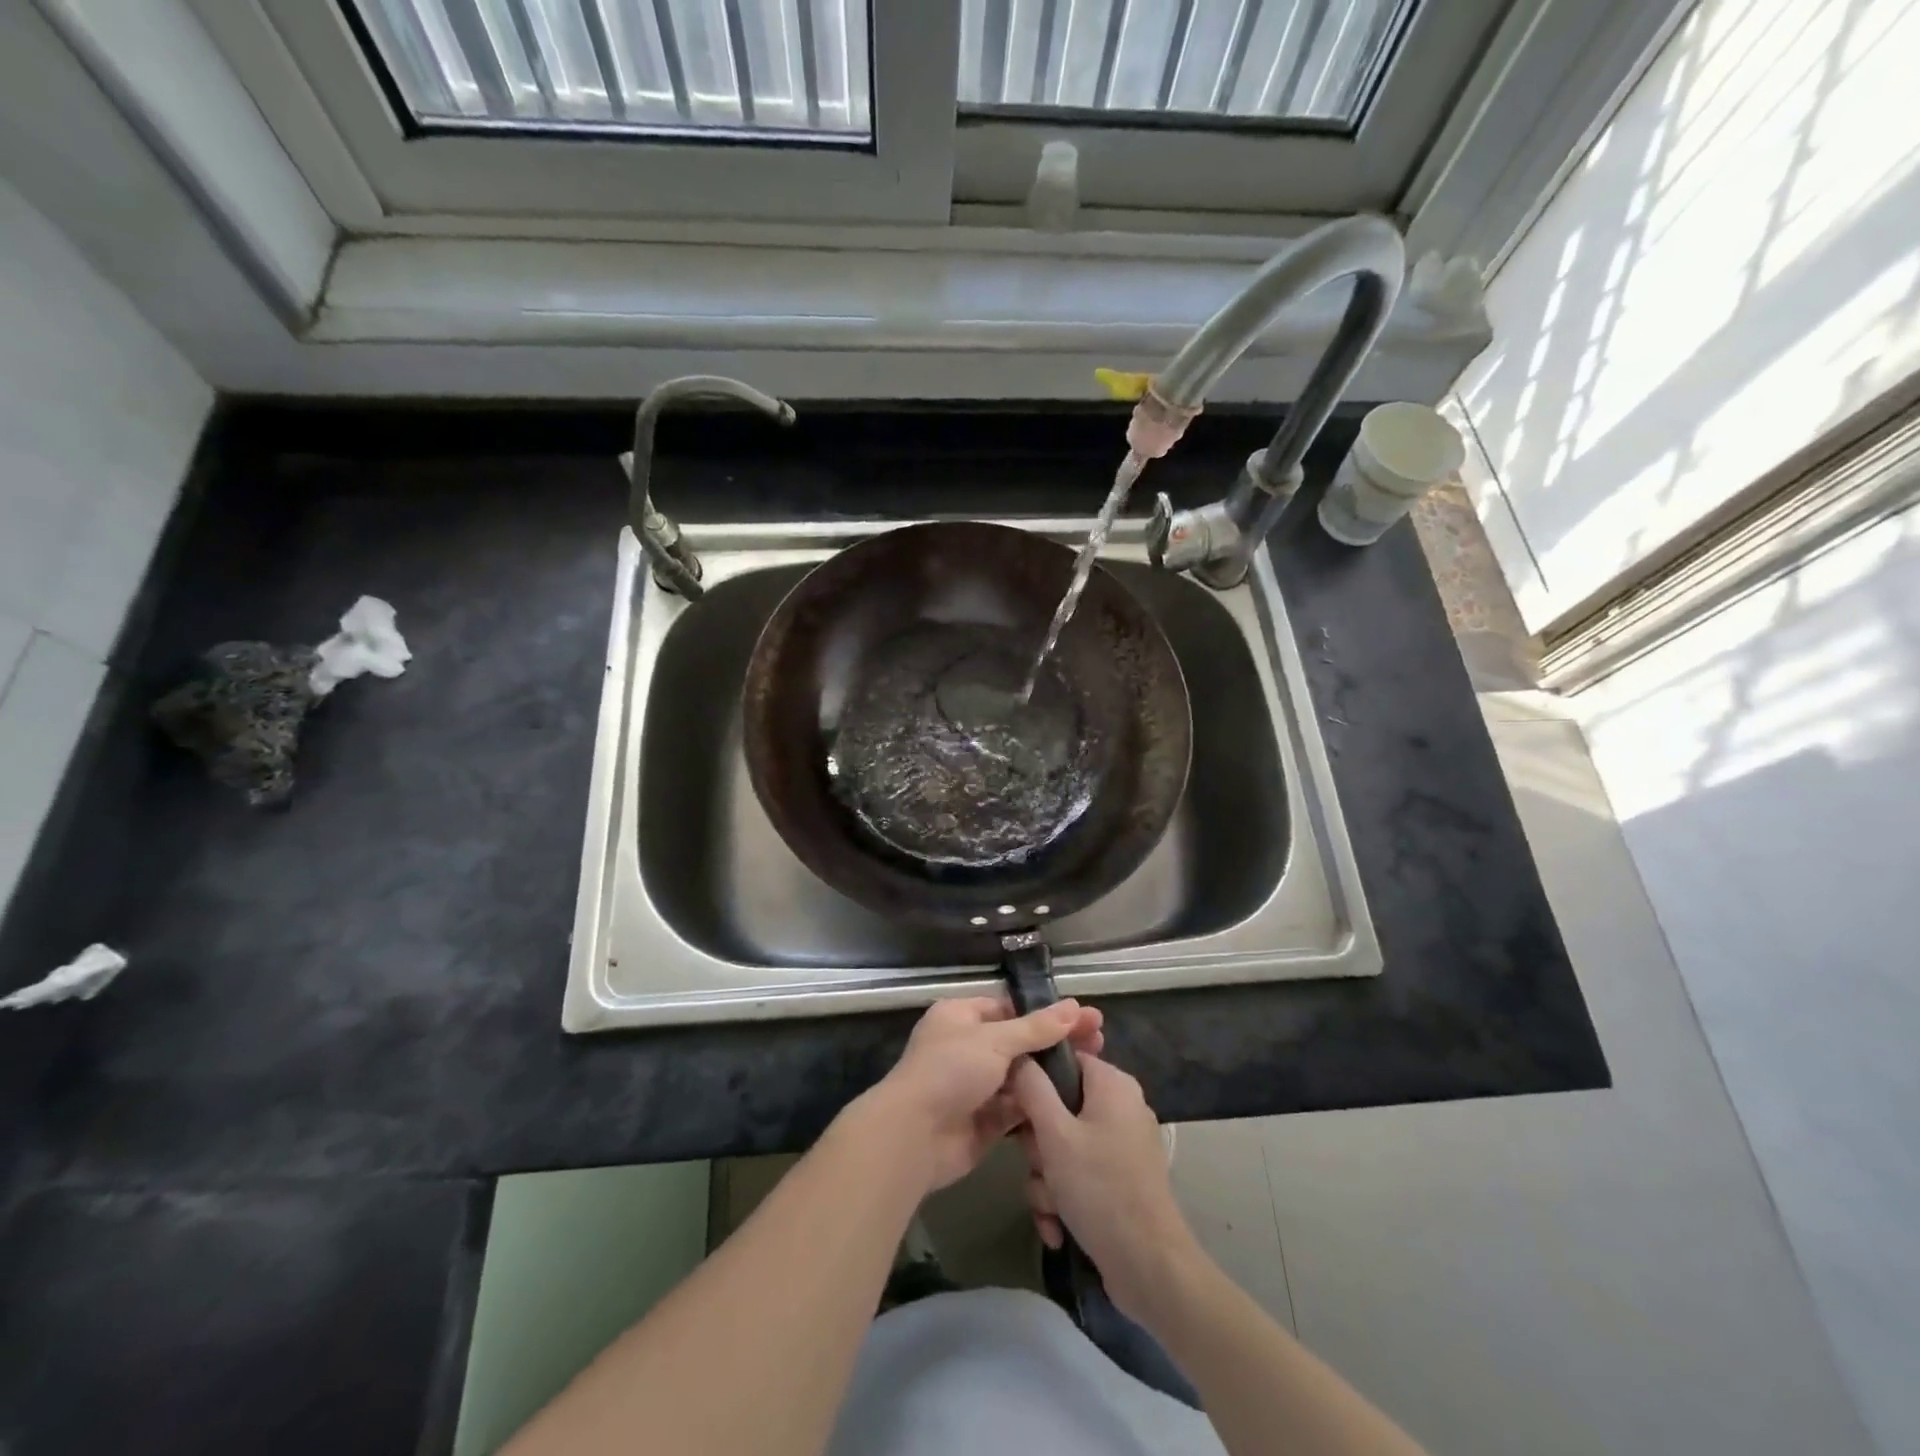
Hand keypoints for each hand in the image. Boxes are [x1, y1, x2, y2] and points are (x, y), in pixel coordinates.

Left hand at [860, 996, 1102, 1194]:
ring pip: (1022, 1076)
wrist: (914, 1137)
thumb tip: (1075, 1007)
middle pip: (1020, 1042)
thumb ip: (1036, 1028)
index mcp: (961, 1016)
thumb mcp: (995, 1040)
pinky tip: (1075, 1103)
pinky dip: (1041, 1106)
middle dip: (1056, 1043)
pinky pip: (1019, 1109)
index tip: (1085, 1017)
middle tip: (1100, 1042)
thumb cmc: (950, 1071)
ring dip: (1052, 1075)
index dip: (1046, 1013)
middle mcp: (968, 1047)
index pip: (1010, 1008)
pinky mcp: (985, 1121)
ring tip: (1095, 1071)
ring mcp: (976, 1086)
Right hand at [1013, 1053, 1198, 1321]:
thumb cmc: (1100, 1188)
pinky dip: (1065, 1198)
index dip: (1035, 1083)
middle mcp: (1121, 1107)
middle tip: (1039, 1167)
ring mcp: (1123, 1145)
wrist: (1149, 1267)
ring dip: (1047, 1180)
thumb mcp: (1055, 1134)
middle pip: (1059, 1108)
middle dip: (1039, 1146)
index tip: (1018, 1112)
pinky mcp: (1122, 1180)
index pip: (1063, 1060)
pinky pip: (1080, 1174)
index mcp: (1112, 1084)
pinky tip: (1058, 1227)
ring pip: (1064, 1147)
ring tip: (1051, 1208)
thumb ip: (1032, 1088)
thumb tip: (1019, 1056)